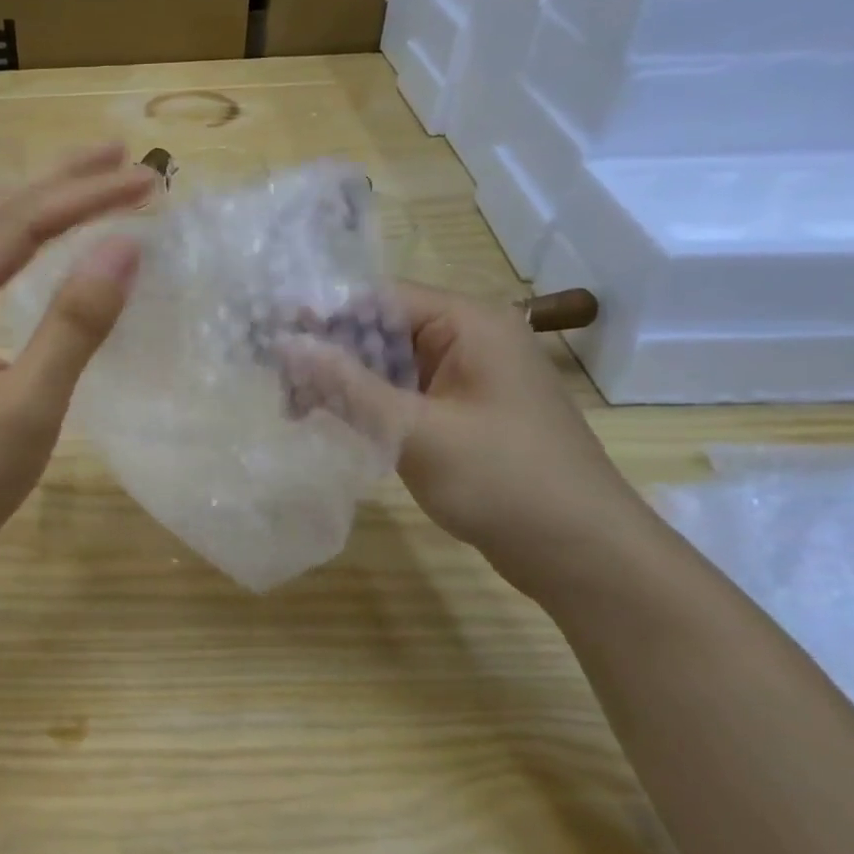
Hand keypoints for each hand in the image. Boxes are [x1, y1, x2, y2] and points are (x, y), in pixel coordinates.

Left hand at [0, 143, 155, 562]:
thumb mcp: (31, 401)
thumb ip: (75, 323)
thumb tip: (125, 247)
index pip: (21, 224)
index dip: (86, 197)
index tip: (149, 183)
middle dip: (59, 179)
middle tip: (122, 156)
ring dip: (38, 204)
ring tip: (91, 182)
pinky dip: (23, 242)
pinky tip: (48, 245)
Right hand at [279, 284, 646, 577]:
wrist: (581, 553)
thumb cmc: (503, 481)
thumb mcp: (415, 431)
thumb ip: (346, 385)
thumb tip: (285, 344)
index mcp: (468, 323)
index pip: (378, 299)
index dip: (322, 317)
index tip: (272, 348)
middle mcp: (467, 339)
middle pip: (379, 330)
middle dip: (328, 356)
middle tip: (281, 393)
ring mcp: (465, 379)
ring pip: (386, 365)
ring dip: (342, 385)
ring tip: (296, 413)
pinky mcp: (460, 414)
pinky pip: (402, 395)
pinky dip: (366, 407)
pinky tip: (333, 425)